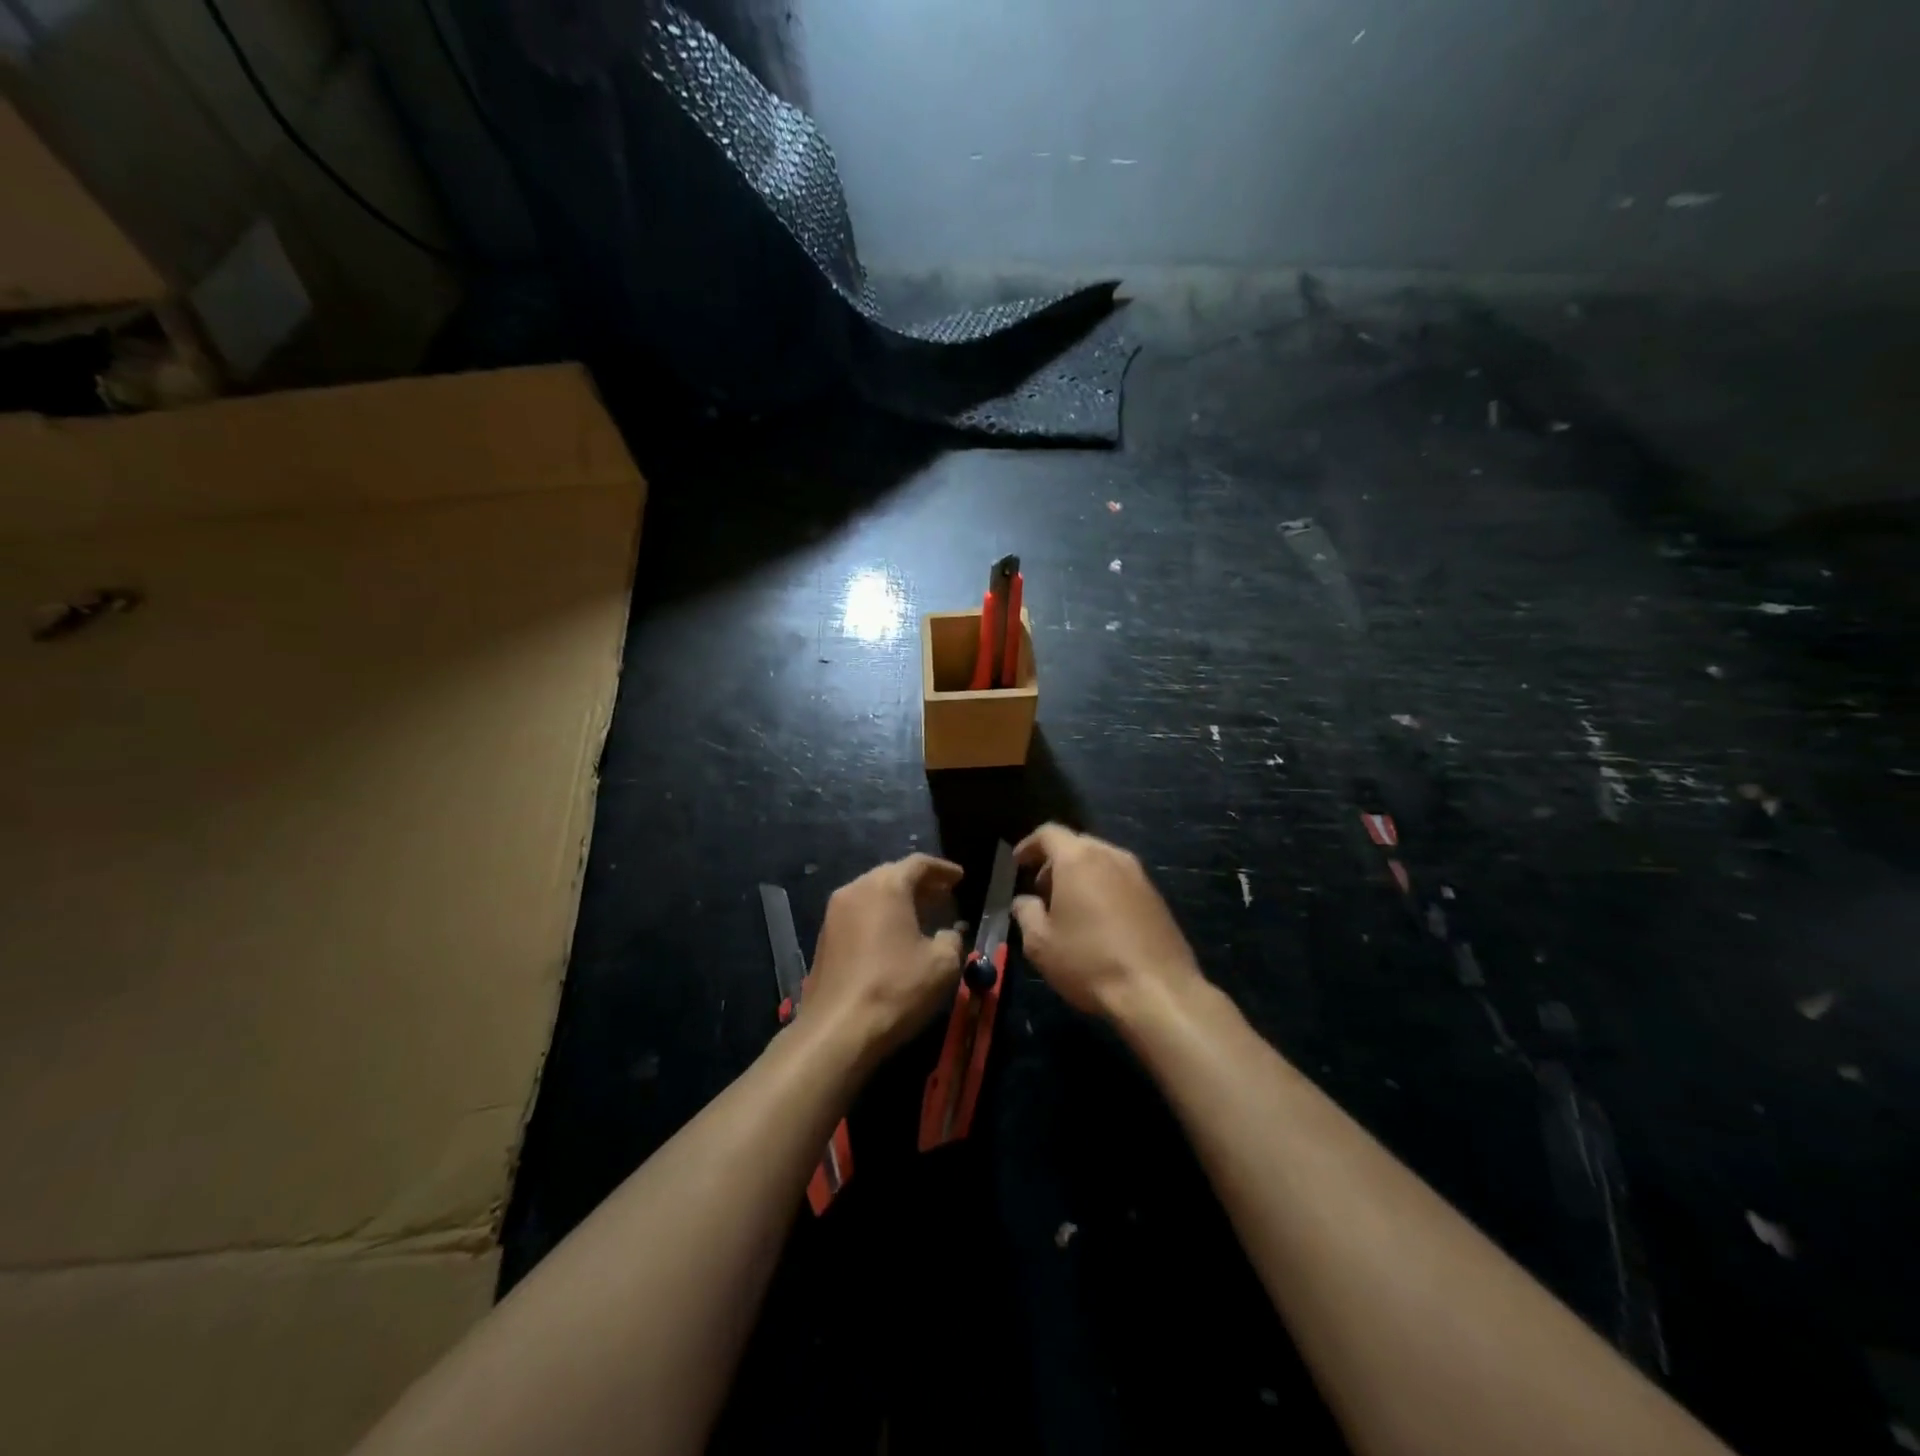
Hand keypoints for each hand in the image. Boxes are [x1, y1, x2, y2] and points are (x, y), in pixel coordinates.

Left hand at [803, 854, 965, 1061]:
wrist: (837, 1030)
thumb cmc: (896, 988)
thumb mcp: (942, 964)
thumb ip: (952, 939)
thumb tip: (948, 934)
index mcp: (886, 885)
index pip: (918, 864)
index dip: (943, 869)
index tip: (960, 878)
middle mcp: (856, 889)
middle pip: (892, 875)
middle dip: (920, 884)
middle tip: (944, 895)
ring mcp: (834, 913)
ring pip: (872, 894)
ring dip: (898, 900)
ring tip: (922, 915)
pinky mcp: (824, 938)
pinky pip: (859, 914)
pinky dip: (880, 916)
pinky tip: (894, 936)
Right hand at [1011, 825, 1201, 1021]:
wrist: (1159, 991)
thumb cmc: (1089, 962)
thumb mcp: (1040, 943)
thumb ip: (1026, 913)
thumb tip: (1025, 901)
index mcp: (1078, 858)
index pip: (1049, 833)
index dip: (1028, 845)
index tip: (1017, 864)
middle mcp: (1110, 856)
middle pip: (1077, 844)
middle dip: (1054, 862)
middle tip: (1040, 890)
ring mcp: (1138, 875)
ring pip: (1101, 861)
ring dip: (1080, 876)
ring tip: (1068, 908)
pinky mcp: (1156, 896)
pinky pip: (1120, 880)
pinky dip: (1102, 888)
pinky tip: (1098, 922)